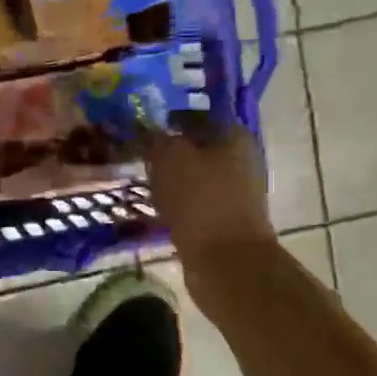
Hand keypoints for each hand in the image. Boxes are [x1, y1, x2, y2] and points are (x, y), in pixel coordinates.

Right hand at [142, 125, 277, 275]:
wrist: (225, 260)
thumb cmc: (199, 199)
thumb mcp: (169, 157)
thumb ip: (156, 137)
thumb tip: (147, 129)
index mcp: (234, 135)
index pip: (194, 115)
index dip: (166, 119)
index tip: (139, 127)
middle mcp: (240, 158)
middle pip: (194, 147)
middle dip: (165, 151)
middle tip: (136, 155)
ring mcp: (234, 191)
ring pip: (192, 176)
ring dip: (168, 179)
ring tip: (140, 182)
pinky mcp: (224, 218)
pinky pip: (192, 201)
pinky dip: (174, 202)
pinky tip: (153, 206)